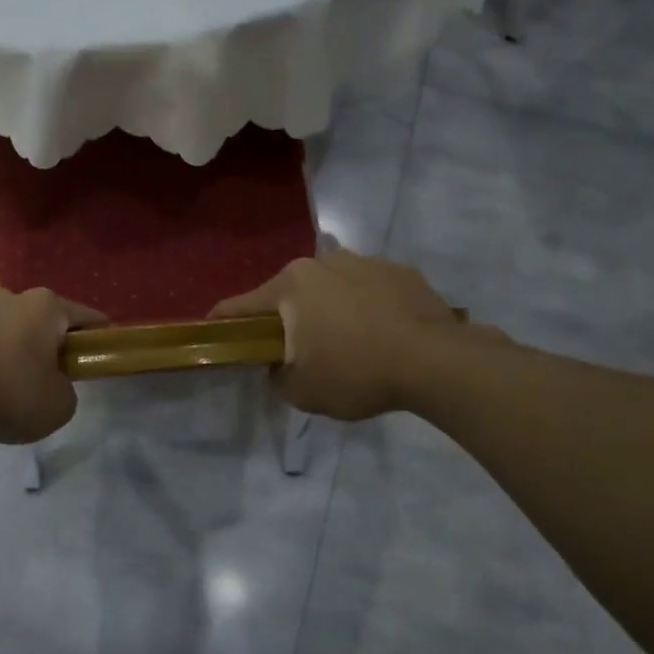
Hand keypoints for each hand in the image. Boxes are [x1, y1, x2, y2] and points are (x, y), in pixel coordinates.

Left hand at [0, 288, 105, 444]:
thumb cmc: (10, 396)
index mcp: (42, 307)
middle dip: (40, 341)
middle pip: (33, 319)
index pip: (82, 315)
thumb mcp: (60, 405)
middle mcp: (4, 298)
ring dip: (0, 348)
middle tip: (43, 375)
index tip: (99, 347)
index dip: (95, 333)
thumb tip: (49, 383)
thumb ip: (65, 388)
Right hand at [211, 252, 505, 420]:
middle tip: (297, 350)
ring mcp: (365, 261)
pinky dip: (366, 307)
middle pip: (289, 293)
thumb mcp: (303, 392)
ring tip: (348, 342)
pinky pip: (369, 289)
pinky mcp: (401, 270)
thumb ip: (278, 378)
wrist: (437, 362)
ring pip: (331, 287)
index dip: (224, 323)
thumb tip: (279, 367)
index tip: (215, 334)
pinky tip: (382, 334)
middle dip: (287, 318)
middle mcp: (323, 262)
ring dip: (329, 309)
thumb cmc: (358, 373)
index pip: (241, 306)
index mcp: (291, 285)